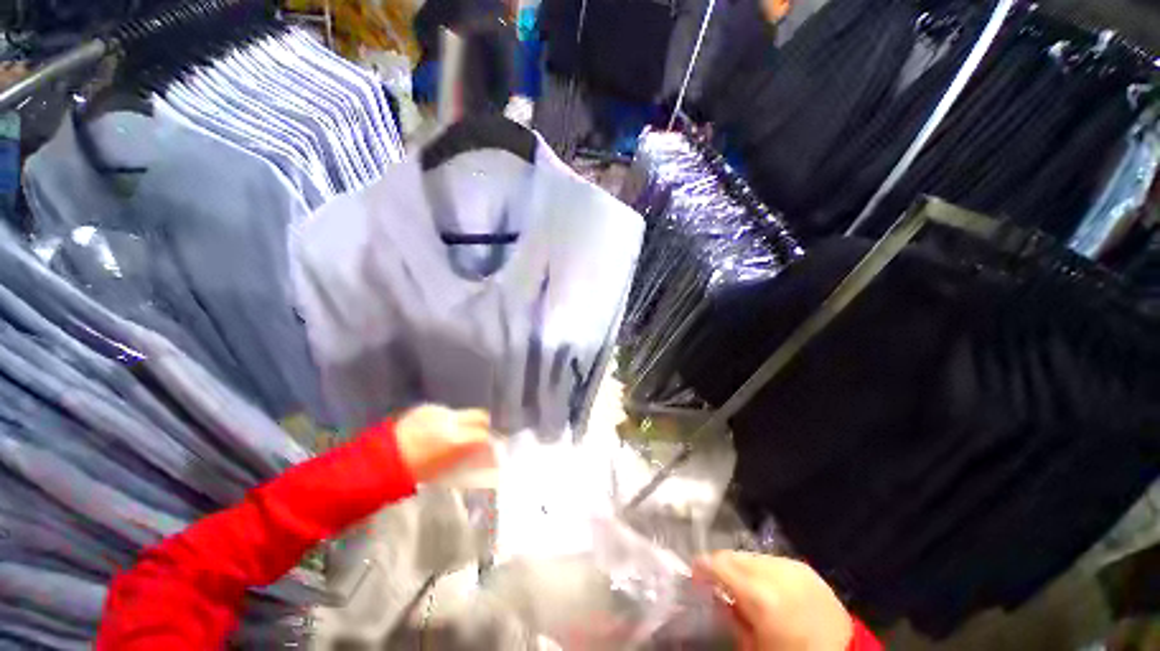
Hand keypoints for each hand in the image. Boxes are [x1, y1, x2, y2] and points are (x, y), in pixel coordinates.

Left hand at [394, 405, 493, 482]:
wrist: (379, 461)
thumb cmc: (413, 473)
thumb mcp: (445, 470)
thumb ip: (468, 457)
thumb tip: (486, 455)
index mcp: (455, 439)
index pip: (485, 435)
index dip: (490, 442)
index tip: (492, 448)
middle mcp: (451, 420)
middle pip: (481, 416)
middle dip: (485, 426)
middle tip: (482, 438)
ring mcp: (439, 410)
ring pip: (465, 413)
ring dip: (467, 423)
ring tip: (459, 435)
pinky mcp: (427, 407)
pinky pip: (448, 412)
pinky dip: (450, 420)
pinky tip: (441, 430)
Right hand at [695, 552, 852, 650]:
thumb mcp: (753, 647)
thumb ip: (731, 618)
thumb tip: (717, 599)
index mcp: (759, 594)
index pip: (718, 564)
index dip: (701, 567)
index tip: (694, 576)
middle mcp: (773, 571)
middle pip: (733, 555)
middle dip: (721, 566)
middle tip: (715, 583)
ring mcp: (791, 566)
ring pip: (752, 555)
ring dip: (741, 567)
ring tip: (742, 587)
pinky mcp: (804, 568)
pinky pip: (772, 561)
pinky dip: (762, 569)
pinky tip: (765, 587)